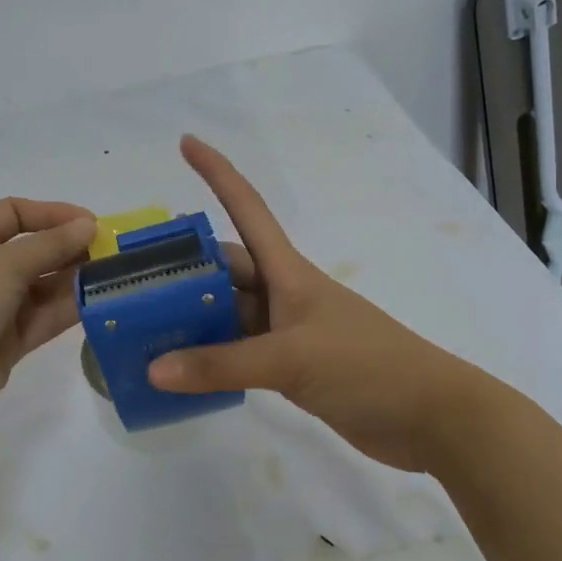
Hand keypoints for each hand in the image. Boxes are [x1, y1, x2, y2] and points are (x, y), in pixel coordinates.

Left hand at [0, 198, 95, 453]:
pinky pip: (44, 319)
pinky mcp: (7, 344)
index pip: (13, 214)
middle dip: (69, 248)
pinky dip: (69, 310)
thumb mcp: (0, 264)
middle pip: (32, 251)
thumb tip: (88, 225)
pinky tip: (101, 302)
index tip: (91, 223)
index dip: (51, 213)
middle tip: (113, 252)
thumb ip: (49, 245)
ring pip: (42, 286)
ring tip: (115, 276)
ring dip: (75, 279)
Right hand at [148, 136, 469, 471]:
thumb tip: (153, 369)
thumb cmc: (368, 366)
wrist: (431, 418)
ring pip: (228, 316)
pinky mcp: (291, 370)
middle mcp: (283, 295)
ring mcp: (287, 333)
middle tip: (129, 279)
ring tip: (139, 329)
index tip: (186, 142)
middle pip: (225, 269)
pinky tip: (179, 371)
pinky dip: (210, 361)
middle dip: (182, 269)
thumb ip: (222, 364)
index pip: (247, 209)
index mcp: (289, 272)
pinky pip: (238, 356)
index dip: (217, 173)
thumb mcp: (292, 358)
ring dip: (192, 321)